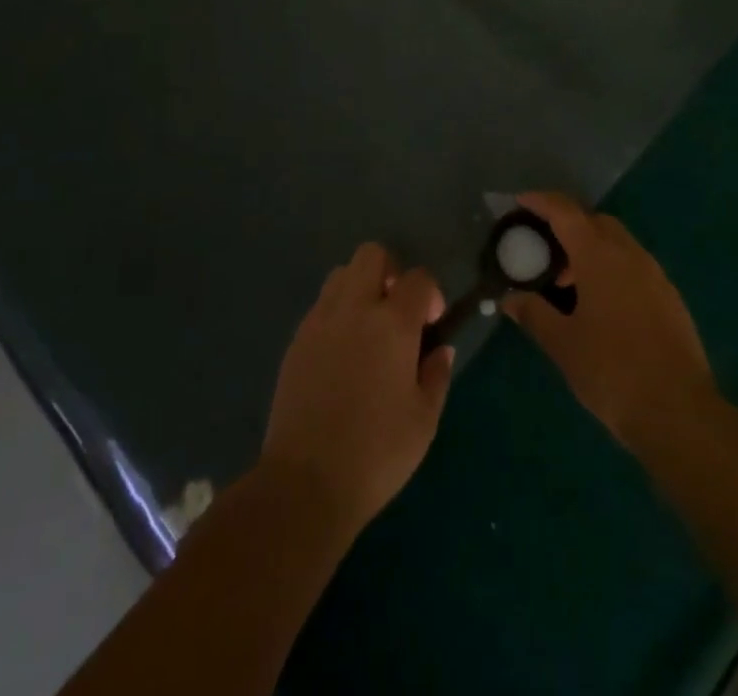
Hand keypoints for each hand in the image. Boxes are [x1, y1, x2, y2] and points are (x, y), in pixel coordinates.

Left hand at [259, 243, 453, 541]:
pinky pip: (321, 305)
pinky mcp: (297, 339)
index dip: (430, 293)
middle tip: (398, 312)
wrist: (305, 482)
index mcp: (392, 323)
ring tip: (369, 330)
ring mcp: (320, 320)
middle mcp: (354, 308)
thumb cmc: (377, 453)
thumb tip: (440, 348)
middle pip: (372, 255)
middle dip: (392, 272)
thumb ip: (436, 374)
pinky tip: (344, 353)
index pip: (417, 278)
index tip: (431, 324)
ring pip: (342, 274)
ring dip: (361, 288)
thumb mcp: (424, 420)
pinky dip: (338, 313)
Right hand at [503, 192, 716, 455]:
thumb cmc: (611, 370)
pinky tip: (600, 304)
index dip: (541, 202)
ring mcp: (655, 275)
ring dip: (591, 249)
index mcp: (599, 255)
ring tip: (568, 283)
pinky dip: (611, 268)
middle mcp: (630, 254)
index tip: (520, 202)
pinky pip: (634, 266)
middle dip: (568, 225)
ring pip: (618, 243)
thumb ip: (534, 314)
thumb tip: (510, 299)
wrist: (678, 412)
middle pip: (595, 221)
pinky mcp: (670, 298)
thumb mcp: (563, 344)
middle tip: (543, 247)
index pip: (565, 212)